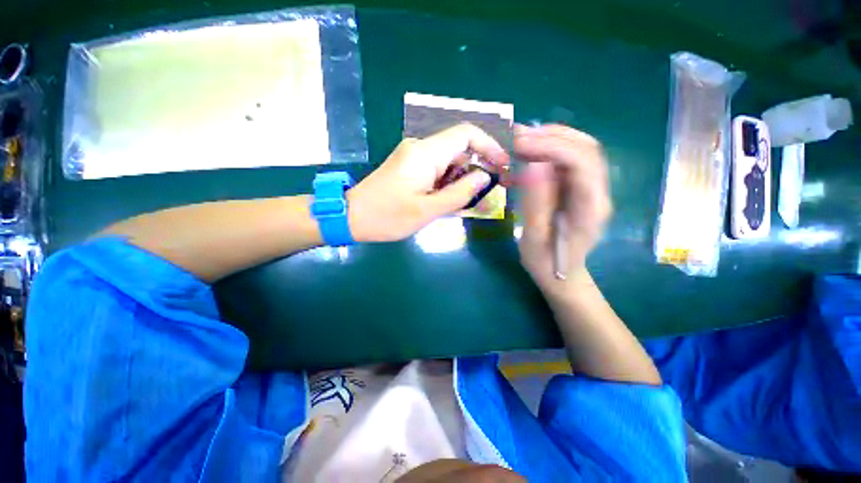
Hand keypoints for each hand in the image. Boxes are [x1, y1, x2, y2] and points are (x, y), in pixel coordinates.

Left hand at [347, 124, 508, 241]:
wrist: (351, 217)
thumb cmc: (387, 217)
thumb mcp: (426, 210)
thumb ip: (458, 193)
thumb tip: (484, 177)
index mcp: (425, 154)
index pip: (466, 134)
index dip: (489, 145)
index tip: (502, 166)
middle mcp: (420, 148)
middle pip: (460, 148)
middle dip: (479, 167)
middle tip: (490, 191)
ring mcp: (414, 157)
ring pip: (450, 161)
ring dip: (464, 178)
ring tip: (472, 202)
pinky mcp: (410, 167)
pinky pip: (438, 169)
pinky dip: (450, 182)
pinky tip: (453, 200)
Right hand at [515, 124, 611, 296]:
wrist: (561, 276)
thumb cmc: (546, 264)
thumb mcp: (535, 239)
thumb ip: (536, 204)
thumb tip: (533, 165)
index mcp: (591, 207)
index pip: (581, 161)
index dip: (550, 146)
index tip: (519, 145)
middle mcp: (597, 192)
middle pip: (585, 148)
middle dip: (550, 137)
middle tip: (516, 138)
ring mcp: (590, 189)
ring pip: (578, 150)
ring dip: (550, 140)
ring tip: (521, 142)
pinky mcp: (579, 189)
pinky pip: (567, 161)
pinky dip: (547, 151)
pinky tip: (528, 154)